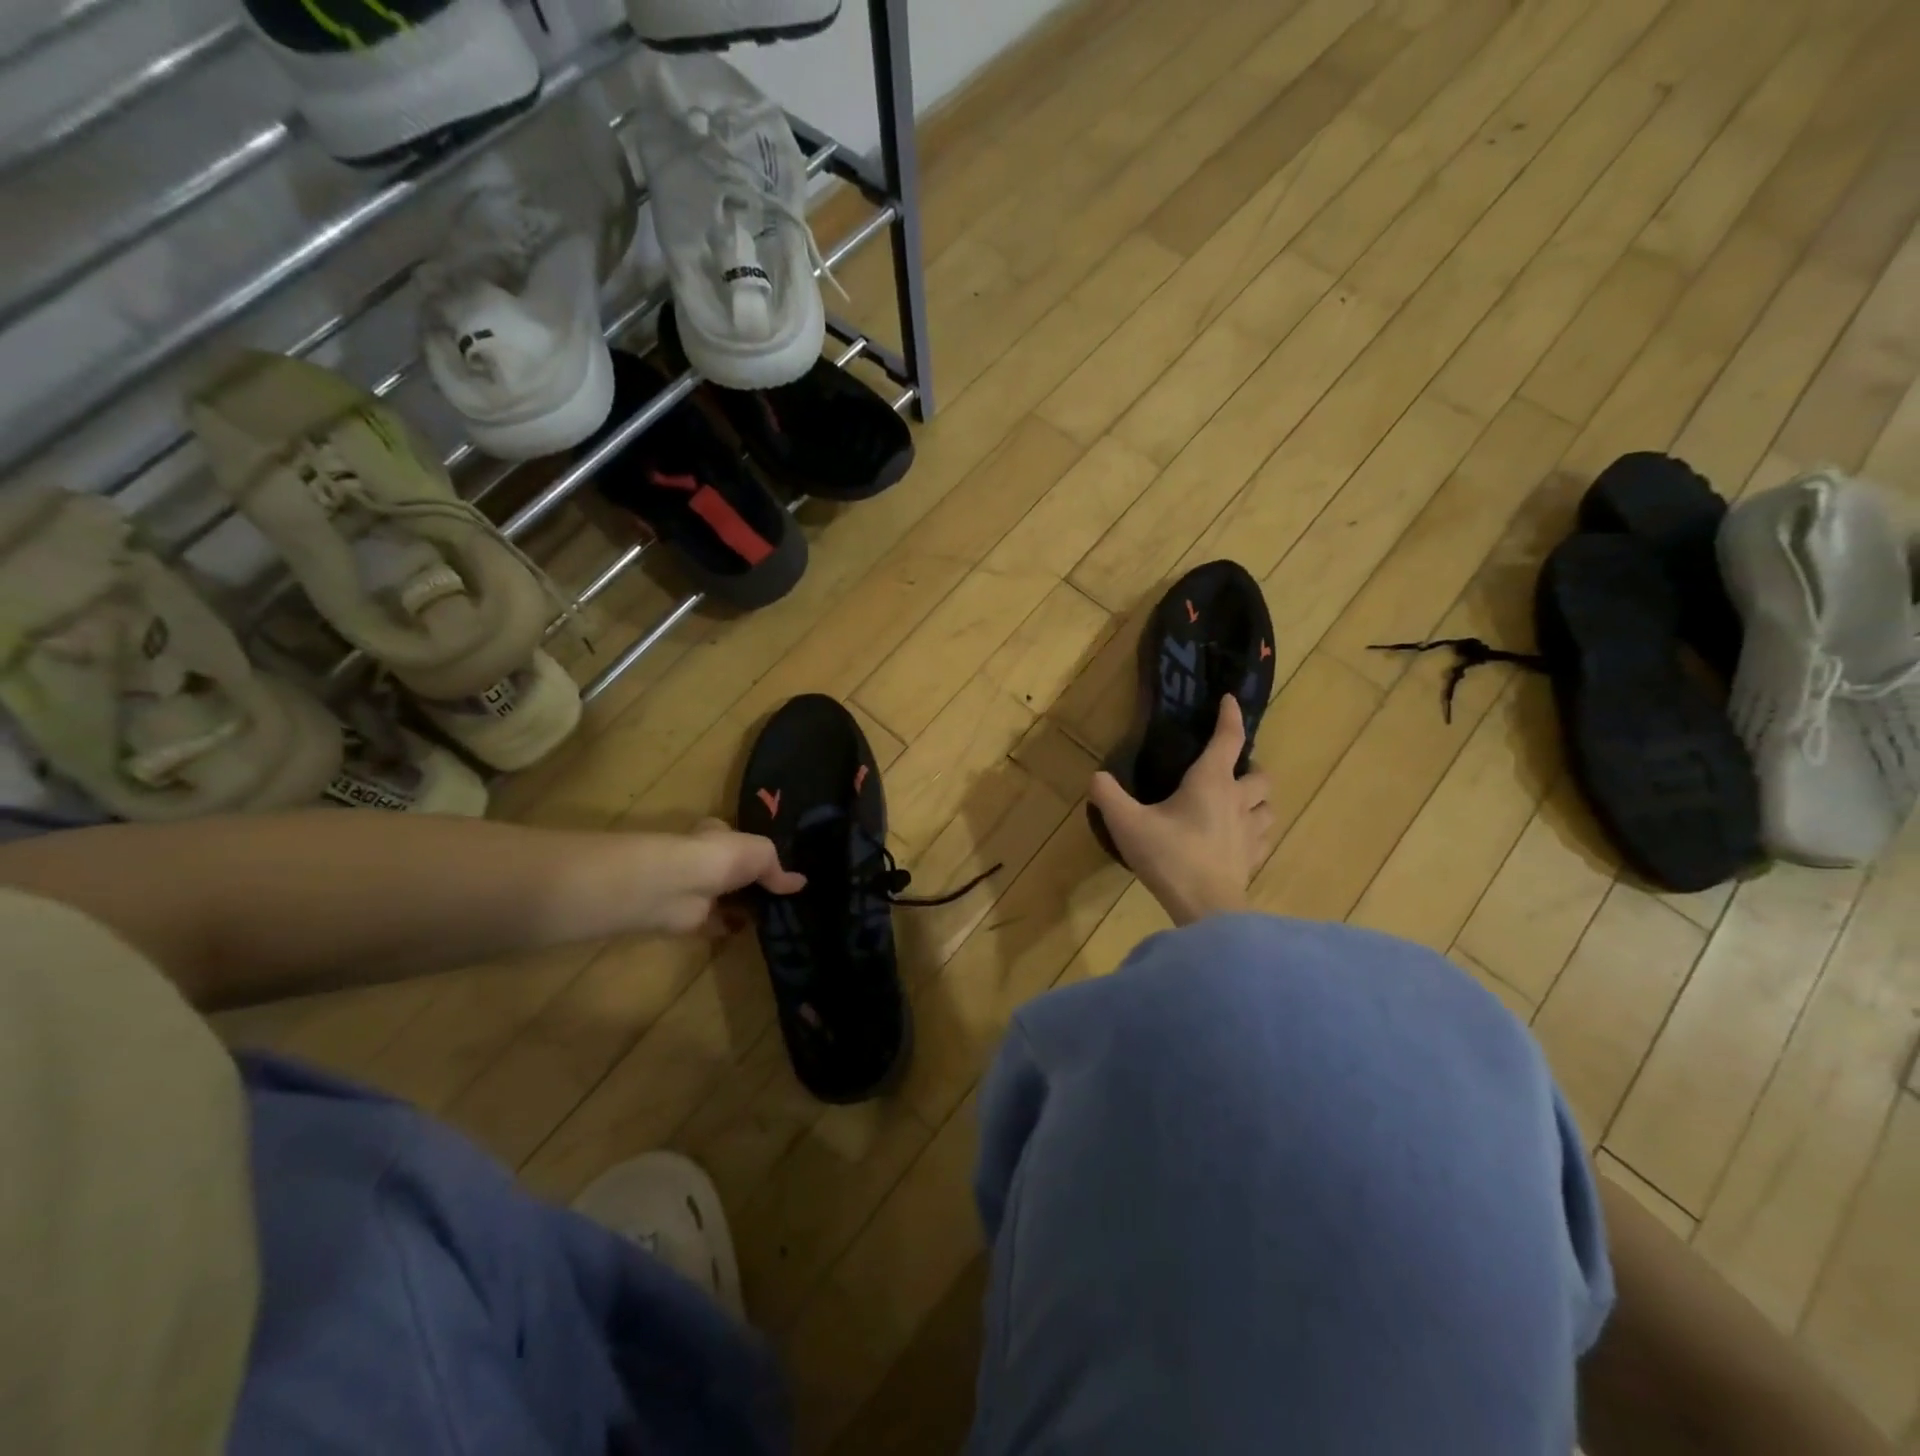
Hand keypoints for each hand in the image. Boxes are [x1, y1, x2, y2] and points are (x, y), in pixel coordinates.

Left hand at [641, 819, 805, 935]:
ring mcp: (697, 890)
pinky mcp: (692, 919)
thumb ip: (778, 870)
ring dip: (745, 908)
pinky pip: (718, 924)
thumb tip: (800, 883)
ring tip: (776, 917)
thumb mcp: (762, 853)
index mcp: (717, 835)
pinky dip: (733, 928)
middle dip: (753, 883)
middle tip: (783, 897)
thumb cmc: (722, 857)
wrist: (680, 887)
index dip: (753, 851)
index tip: (777, 866)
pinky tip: (756, 932)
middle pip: (733, 872)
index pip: (736, 839)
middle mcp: (705, 860)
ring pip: (727, 899)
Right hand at [1089, 696, 1272, 926]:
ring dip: (1257, 801)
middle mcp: (1238, 801)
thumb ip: (1108, 796)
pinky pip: (1264, 838)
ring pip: (1269, 807)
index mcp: (1211, 782)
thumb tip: (1097, 776)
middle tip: (1230, 773)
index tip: (1230, 700)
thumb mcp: (1127, 824)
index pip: (1228, 739)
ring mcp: (1251, 832)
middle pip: (1261, 774)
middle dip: (1249, 768)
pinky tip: (1239, 841)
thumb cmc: (1169, 857)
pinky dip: (1255, 833)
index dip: (1230, 716)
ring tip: (1239, 805)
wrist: (1205, 909)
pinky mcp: (1253, 860)